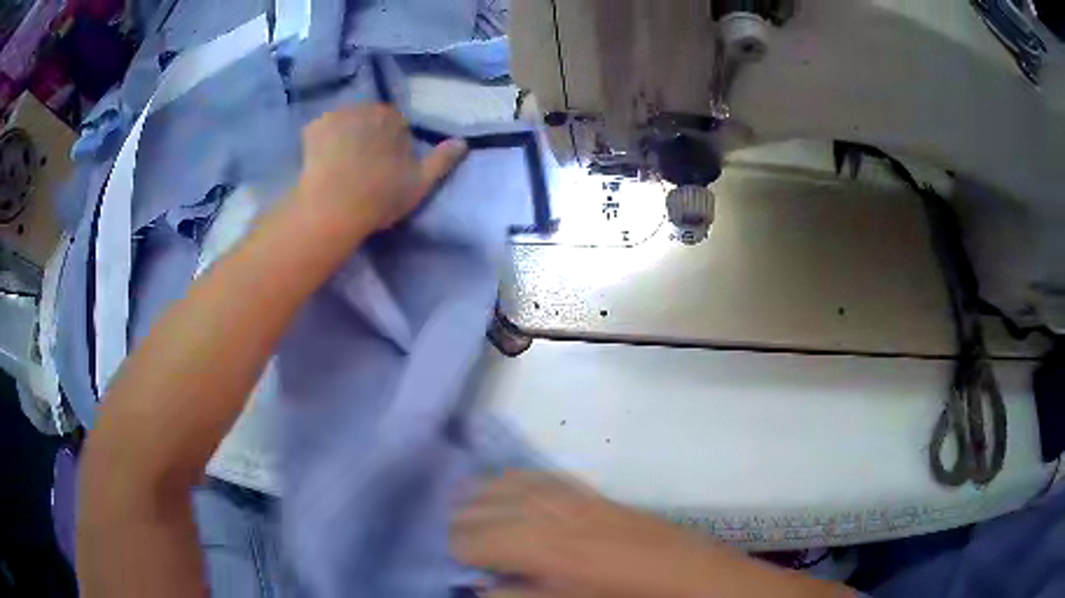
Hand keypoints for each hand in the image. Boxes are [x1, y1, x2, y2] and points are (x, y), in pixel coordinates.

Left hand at [294, 104, 467, 237]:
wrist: (332, 208)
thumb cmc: (380, 196)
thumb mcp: (420, 182)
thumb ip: (442, 160)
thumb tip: (463, 142)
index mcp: (392, 118)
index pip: (396, 124)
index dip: (393, 144)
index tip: (388, 167)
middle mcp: (365, 107)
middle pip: (369, 120)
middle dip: (368, 136)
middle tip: (363, 167)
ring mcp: (336, 115)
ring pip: (345, 123)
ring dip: (345, 136)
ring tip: (340, 166)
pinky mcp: (312, 128)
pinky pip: (321, 130)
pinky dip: (322, 141)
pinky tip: (321, 162)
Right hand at [452, 472, 734, 597]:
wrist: (684, 572)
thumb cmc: (626, 597)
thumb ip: (521, 596)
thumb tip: (482, 588)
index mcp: (547, 548)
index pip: (480, 540)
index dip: (459, 550)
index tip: (452, 561)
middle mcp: (554, 515)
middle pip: (489, 508)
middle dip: (463, 523)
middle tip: (453, 540)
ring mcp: (573, 499)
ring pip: (511, 486)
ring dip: (482, 495)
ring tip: (462, 506)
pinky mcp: (590, 494)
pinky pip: (541, 478)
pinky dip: (514, 480)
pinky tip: (503, 484)